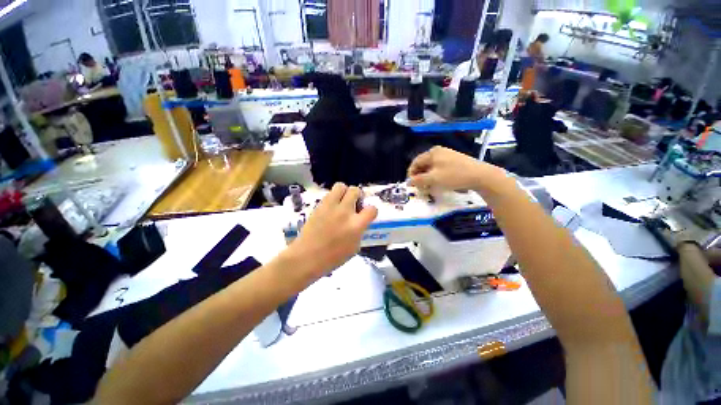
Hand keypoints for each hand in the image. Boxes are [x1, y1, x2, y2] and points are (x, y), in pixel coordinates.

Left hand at [283, 183, 377, 284]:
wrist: (307, 257)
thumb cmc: (332, 258)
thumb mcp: (354, 248)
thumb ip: (359, 232)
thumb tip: (359, 223)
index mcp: (356, 225)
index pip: (372, 209)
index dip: (371, 211)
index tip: (366, 214)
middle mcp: (345, 212)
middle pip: (355, 190)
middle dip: (358, 195)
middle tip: (354, 204)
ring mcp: (331, 207)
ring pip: (341, 186)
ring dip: (344, 192)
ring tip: (342, 201)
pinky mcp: (319, 205)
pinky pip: (329, 194)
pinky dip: (333, 197)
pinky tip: (331, 207)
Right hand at [408, 146, 508, 192]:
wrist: (480, 176)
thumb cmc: (454, 176)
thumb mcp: (433, 179)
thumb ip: (418, 180)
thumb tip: (408, 182)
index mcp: (432, 153)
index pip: (415, 162)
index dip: (411, 174)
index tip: (411, 185)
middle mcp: (438, 152)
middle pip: (423, 165)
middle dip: (419, 177)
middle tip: (420, 188)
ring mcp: (447, 155)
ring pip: (431, 167)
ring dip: (427, 178)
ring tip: (429, 187)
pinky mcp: (454, 161)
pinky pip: (439, 168)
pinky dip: (436, 176)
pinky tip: (439, 183)